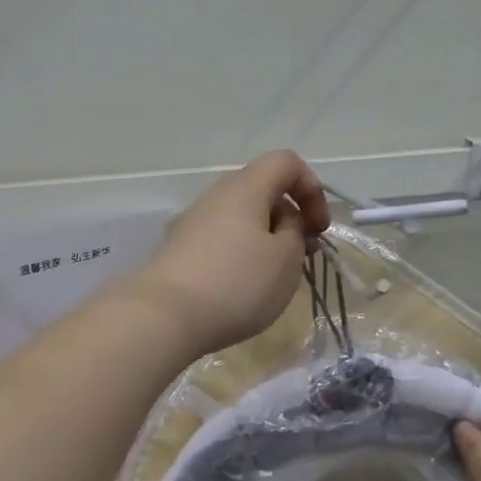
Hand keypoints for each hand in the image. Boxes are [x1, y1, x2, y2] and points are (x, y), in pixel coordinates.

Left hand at [123, 151, 331, 357]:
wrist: (163, 317)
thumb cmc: (236, 283)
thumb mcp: (286, 260)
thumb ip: (295, 233)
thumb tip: (283, 223)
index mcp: (245, 188)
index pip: (285, 162)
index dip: (311, 188)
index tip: (318, 228)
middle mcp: (214, 197)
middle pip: (260, 192)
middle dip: (288, 219)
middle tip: (300, 257)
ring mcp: (191, 224)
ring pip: (239, 220)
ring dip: (264, 242)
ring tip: (272, 279)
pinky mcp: (177, 253)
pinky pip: (219, 243)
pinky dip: (239, 257)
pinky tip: (240, 291)